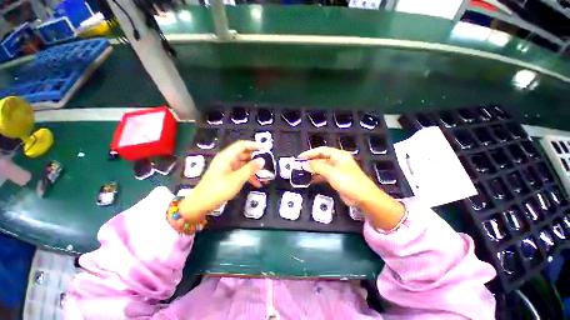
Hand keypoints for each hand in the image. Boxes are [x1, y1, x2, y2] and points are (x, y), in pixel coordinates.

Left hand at [179, 141, 264, 222]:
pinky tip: (257, 184)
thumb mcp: (237, 179)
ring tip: (265, 175)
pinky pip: (241, 172)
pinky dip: (249, 176)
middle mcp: (227, 159)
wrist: (201, 204)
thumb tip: (262, 160)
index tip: (267, 148)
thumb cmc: (218, 189)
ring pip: (244, 164)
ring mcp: (227, 167)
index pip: (243, 145)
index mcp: (227, 156)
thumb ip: (250, 168)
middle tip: (267, 162)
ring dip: (254, 169)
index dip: (255, 145)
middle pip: (244, 154)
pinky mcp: (228, 175)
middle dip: (256, 158)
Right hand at [298, 147, 377, 206]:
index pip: (321, 151)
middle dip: (310, 162)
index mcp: (338, 155)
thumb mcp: (331, 172)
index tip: (300, 157)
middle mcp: (337, 161)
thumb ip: (317, 167)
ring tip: (302, 173)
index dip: (310, 153)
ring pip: (321, 167)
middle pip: (321, 159)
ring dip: (312, 170)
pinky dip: (316, 177)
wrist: (363, 197)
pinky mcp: (336, 179)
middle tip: (299, 166)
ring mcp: (336, 170)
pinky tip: (309, 180)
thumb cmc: (348, 181)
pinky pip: (323, 175)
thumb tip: (304, 164)